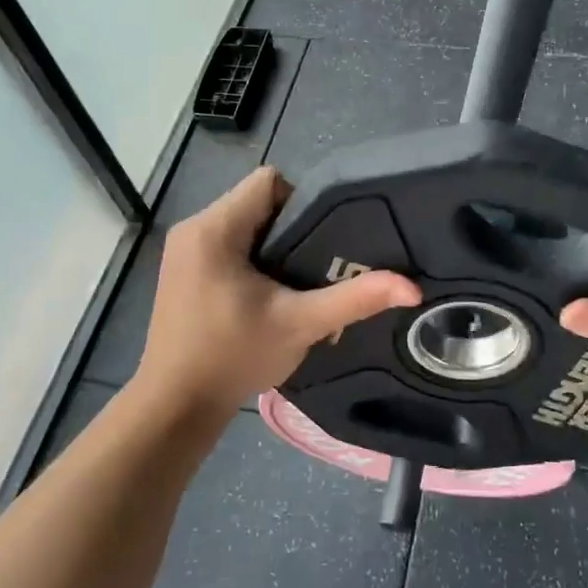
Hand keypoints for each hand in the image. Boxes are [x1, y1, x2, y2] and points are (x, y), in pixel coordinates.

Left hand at [135, 168, 420, 420]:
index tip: (323, 240)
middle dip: (291, 228)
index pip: (269, 181)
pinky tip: (267, 292)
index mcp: (214, 228)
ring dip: (272, 245)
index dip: (303, 202)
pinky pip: (226, 243)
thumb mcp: (300, 325)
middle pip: (256, 202)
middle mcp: (193, 228)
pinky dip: (251, 258)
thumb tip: (412, 288)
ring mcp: (183, 250)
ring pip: (242, 223)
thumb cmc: (233, 357)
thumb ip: (354, 299)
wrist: (175, 405)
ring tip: (296, 280)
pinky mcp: (182, 270)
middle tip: (318, 264)